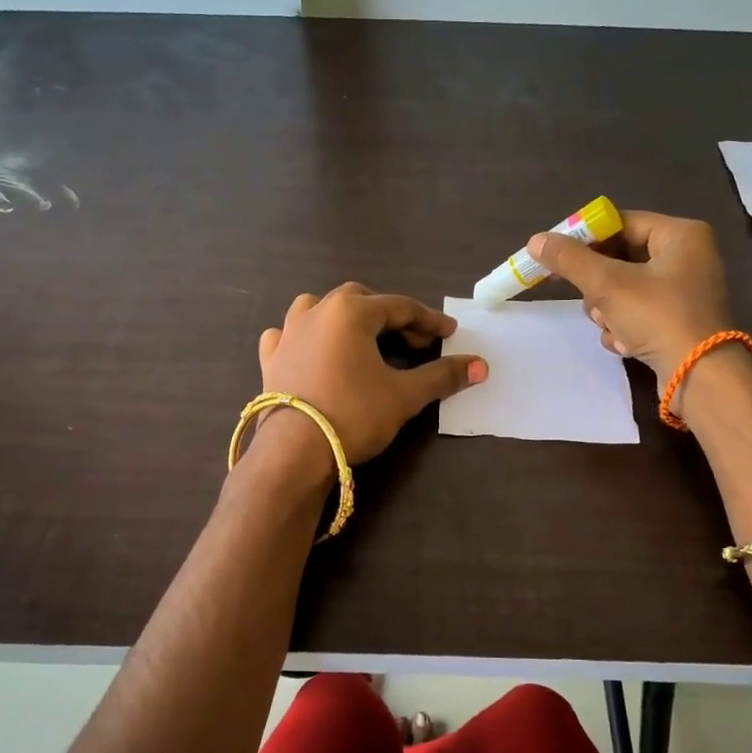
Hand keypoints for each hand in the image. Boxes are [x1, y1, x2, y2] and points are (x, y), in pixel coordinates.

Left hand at [257, 283, 486, 463]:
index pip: (400, 307)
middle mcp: (317, 312)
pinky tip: (310, 349)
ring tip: (361, 338)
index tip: (449, 334)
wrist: (294, 451)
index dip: (429, 321)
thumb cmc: (354, 415)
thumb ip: (442, 376)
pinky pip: (287, 334)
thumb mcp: (404, 396)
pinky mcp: (270, 359)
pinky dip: (304, 336)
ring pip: (319, 308)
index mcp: (351, 312)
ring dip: (345, 317)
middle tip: (412, 342)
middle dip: (390, 317)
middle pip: (361, 300)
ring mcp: (288, 333)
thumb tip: (480, 366)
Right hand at [529, 210, 733, 392]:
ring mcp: (683, 292)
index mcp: (680, 235)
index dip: (585, 238)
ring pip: (623, 289)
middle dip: (598, 285)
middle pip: (620, 258)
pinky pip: (637, 313)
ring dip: (607, 310)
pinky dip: (624, 327)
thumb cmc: (658, 317)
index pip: (621, 223)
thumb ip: (570, 260)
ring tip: (610, 325)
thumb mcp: (608, 285)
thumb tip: (535, 240)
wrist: (699, 377)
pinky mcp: (677, 321)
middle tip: (588, 299)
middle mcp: (687, 257)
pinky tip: (625, 343)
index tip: (556, 257)